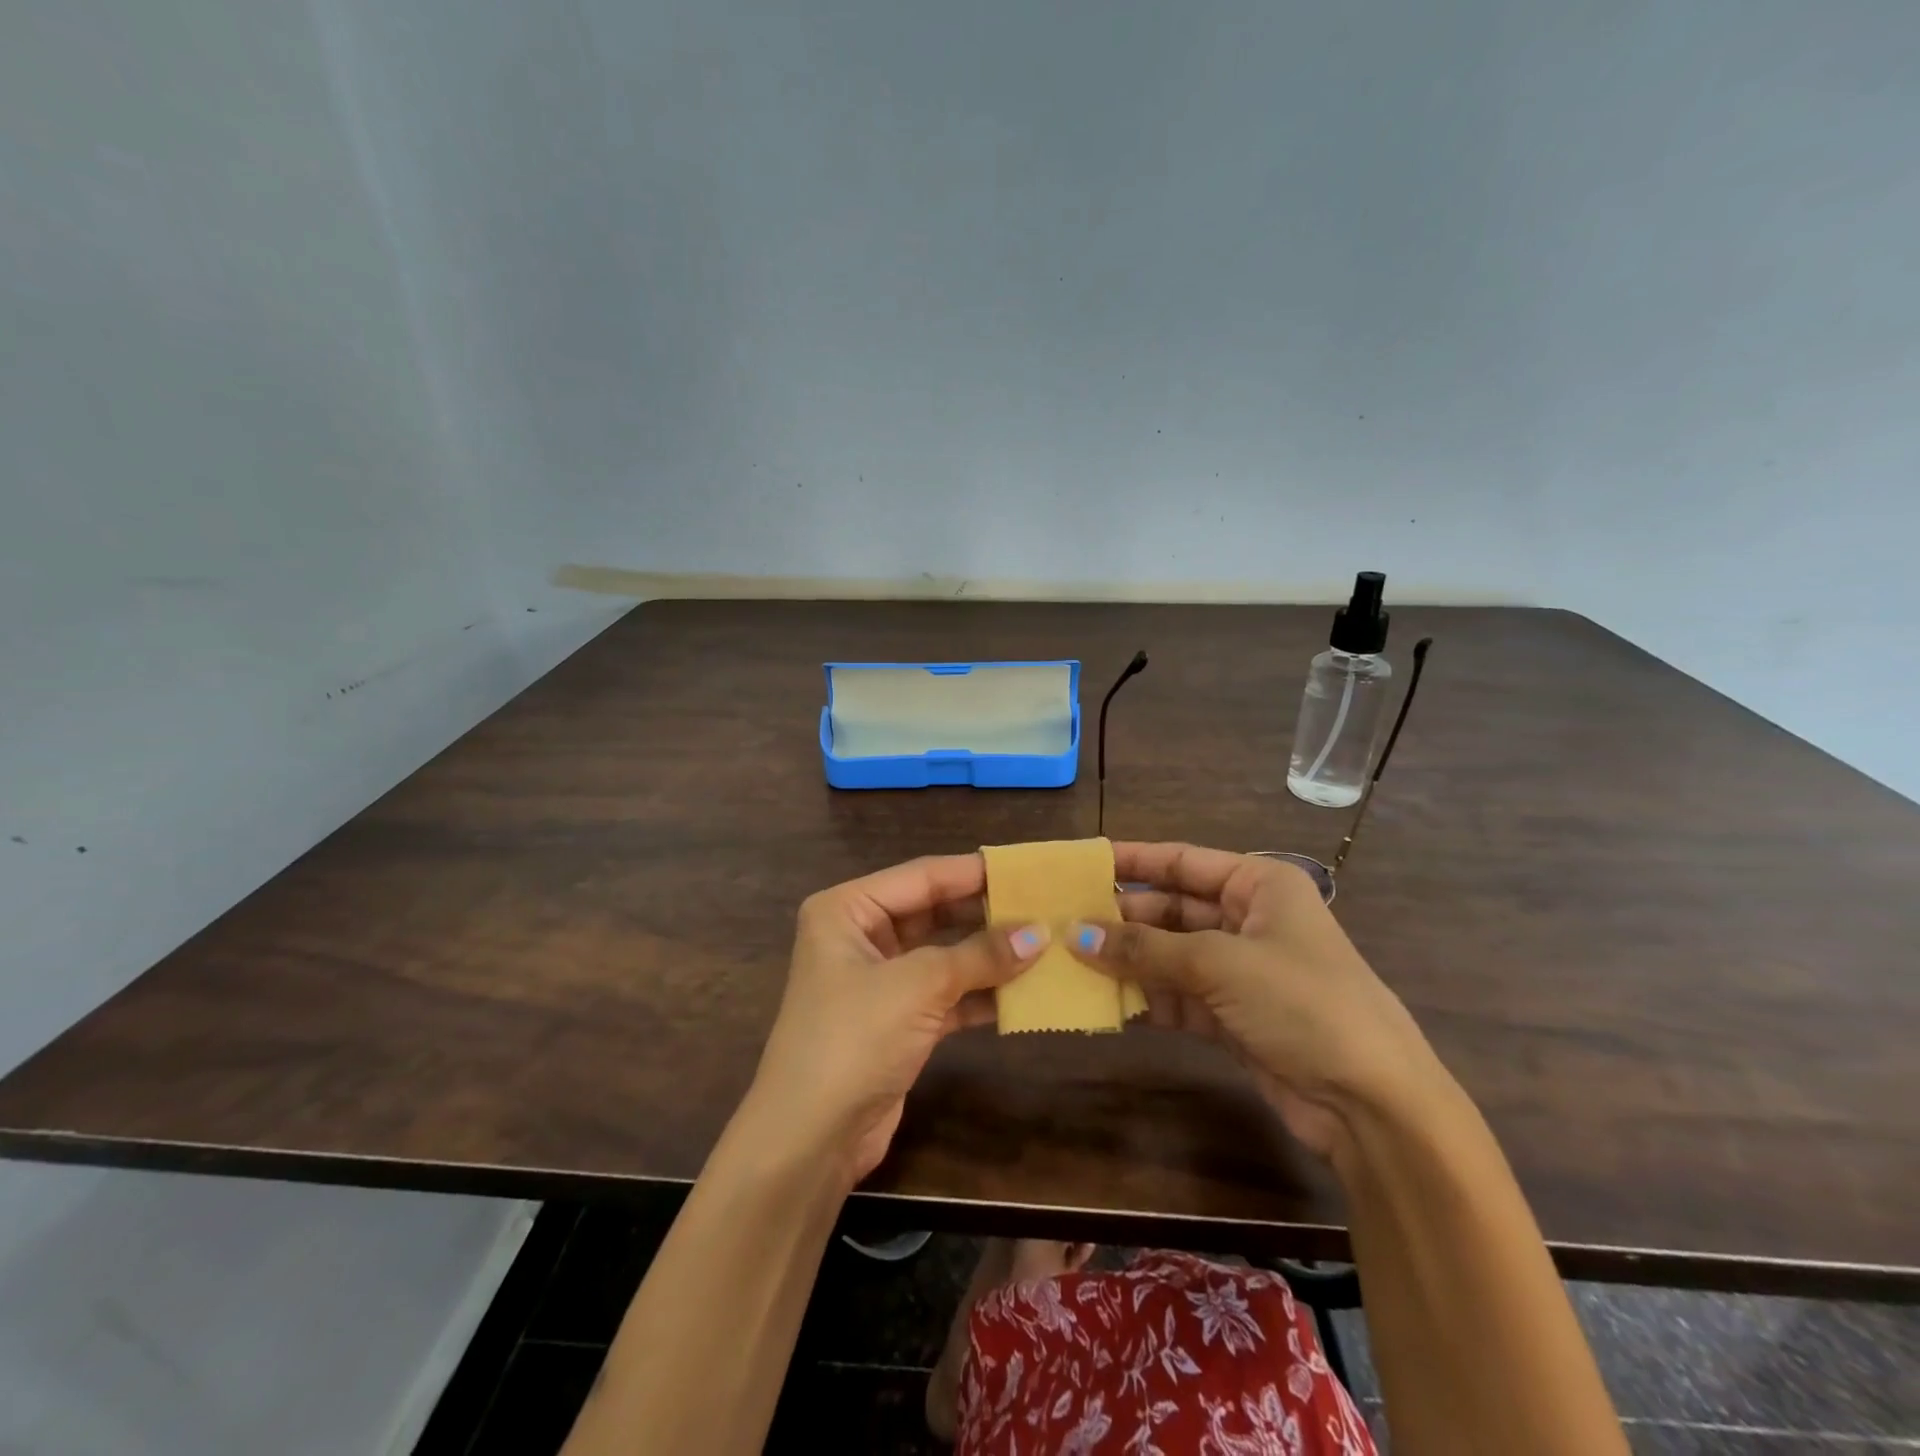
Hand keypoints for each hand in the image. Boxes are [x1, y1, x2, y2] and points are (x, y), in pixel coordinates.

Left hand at [746, 854, 1044, 1182]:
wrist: (810, 1140)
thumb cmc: (853, 1039)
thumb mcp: (918, 986)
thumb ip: (980, 955)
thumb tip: (1040, 932)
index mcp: (847, 909)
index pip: (922, 877)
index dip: (975, 872)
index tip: (1028, 868)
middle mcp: (860, 936)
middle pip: (934, 912)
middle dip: (986, 913)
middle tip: (1043, 905)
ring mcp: (879, 981)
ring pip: (944, 954)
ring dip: (988, 955)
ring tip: (1044, 944)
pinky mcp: (897, 1021)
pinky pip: (946, 994)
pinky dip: (980, 993)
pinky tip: (1024, 992)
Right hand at [1067, 842, 1441, 1159]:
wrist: (1373, 1105)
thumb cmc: (1302, 1004)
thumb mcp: (1220, 964)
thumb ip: (1145, 949)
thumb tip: (1075, 934)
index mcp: (1258, 886)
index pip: (1182, 862)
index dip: (1131, 860)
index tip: (1080, 863)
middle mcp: (1248, 920)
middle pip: (1171, 909)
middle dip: (1121, 918)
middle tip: (1063, 922)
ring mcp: (1240, 971)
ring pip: (1169, 955)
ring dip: (1127, 961)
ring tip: (1070, 961)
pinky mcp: (1233, 1017)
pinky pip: (1177, 996)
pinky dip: (1145, 999)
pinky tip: (1103, 1002)